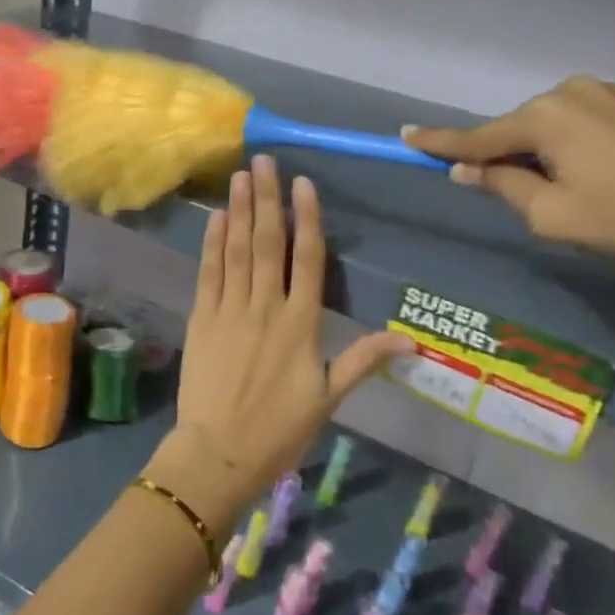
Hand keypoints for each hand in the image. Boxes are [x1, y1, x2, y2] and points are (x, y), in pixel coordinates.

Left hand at [145, 156, 410, 537]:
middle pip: (268, 243)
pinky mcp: (202, 318)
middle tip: (264, 161)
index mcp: (302, 324)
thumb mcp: (328, 399)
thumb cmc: (279, 430)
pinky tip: (215, 217)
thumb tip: (411, 341)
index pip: (308, 259)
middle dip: (267, 199)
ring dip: (238, 210)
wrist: (220, 452)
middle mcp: (266, 307)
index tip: (303, 184)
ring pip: (237, 250)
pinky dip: (212, 243)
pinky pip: (209, 272)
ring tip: (240, 176)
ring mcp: (230, 310)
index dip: (307, 219)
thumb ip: (364, 361)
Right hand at [403, 77, 614, 281]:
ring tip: (569, 193)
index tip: (403, 136)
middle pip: (517, 128)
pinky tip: (600, 178)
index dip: (438, 143)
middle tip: (511, 193)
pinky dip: (574, 147)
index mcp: (545, 116)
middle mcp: (572, 92)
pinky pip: (584, 123)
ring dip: (543, 153)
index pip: (477, 137)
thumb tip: (468, 170)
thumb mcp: (552, 214)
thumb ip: (503, 185)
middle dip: (506, 156)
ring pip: (552, 126)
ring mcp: (611, 94)